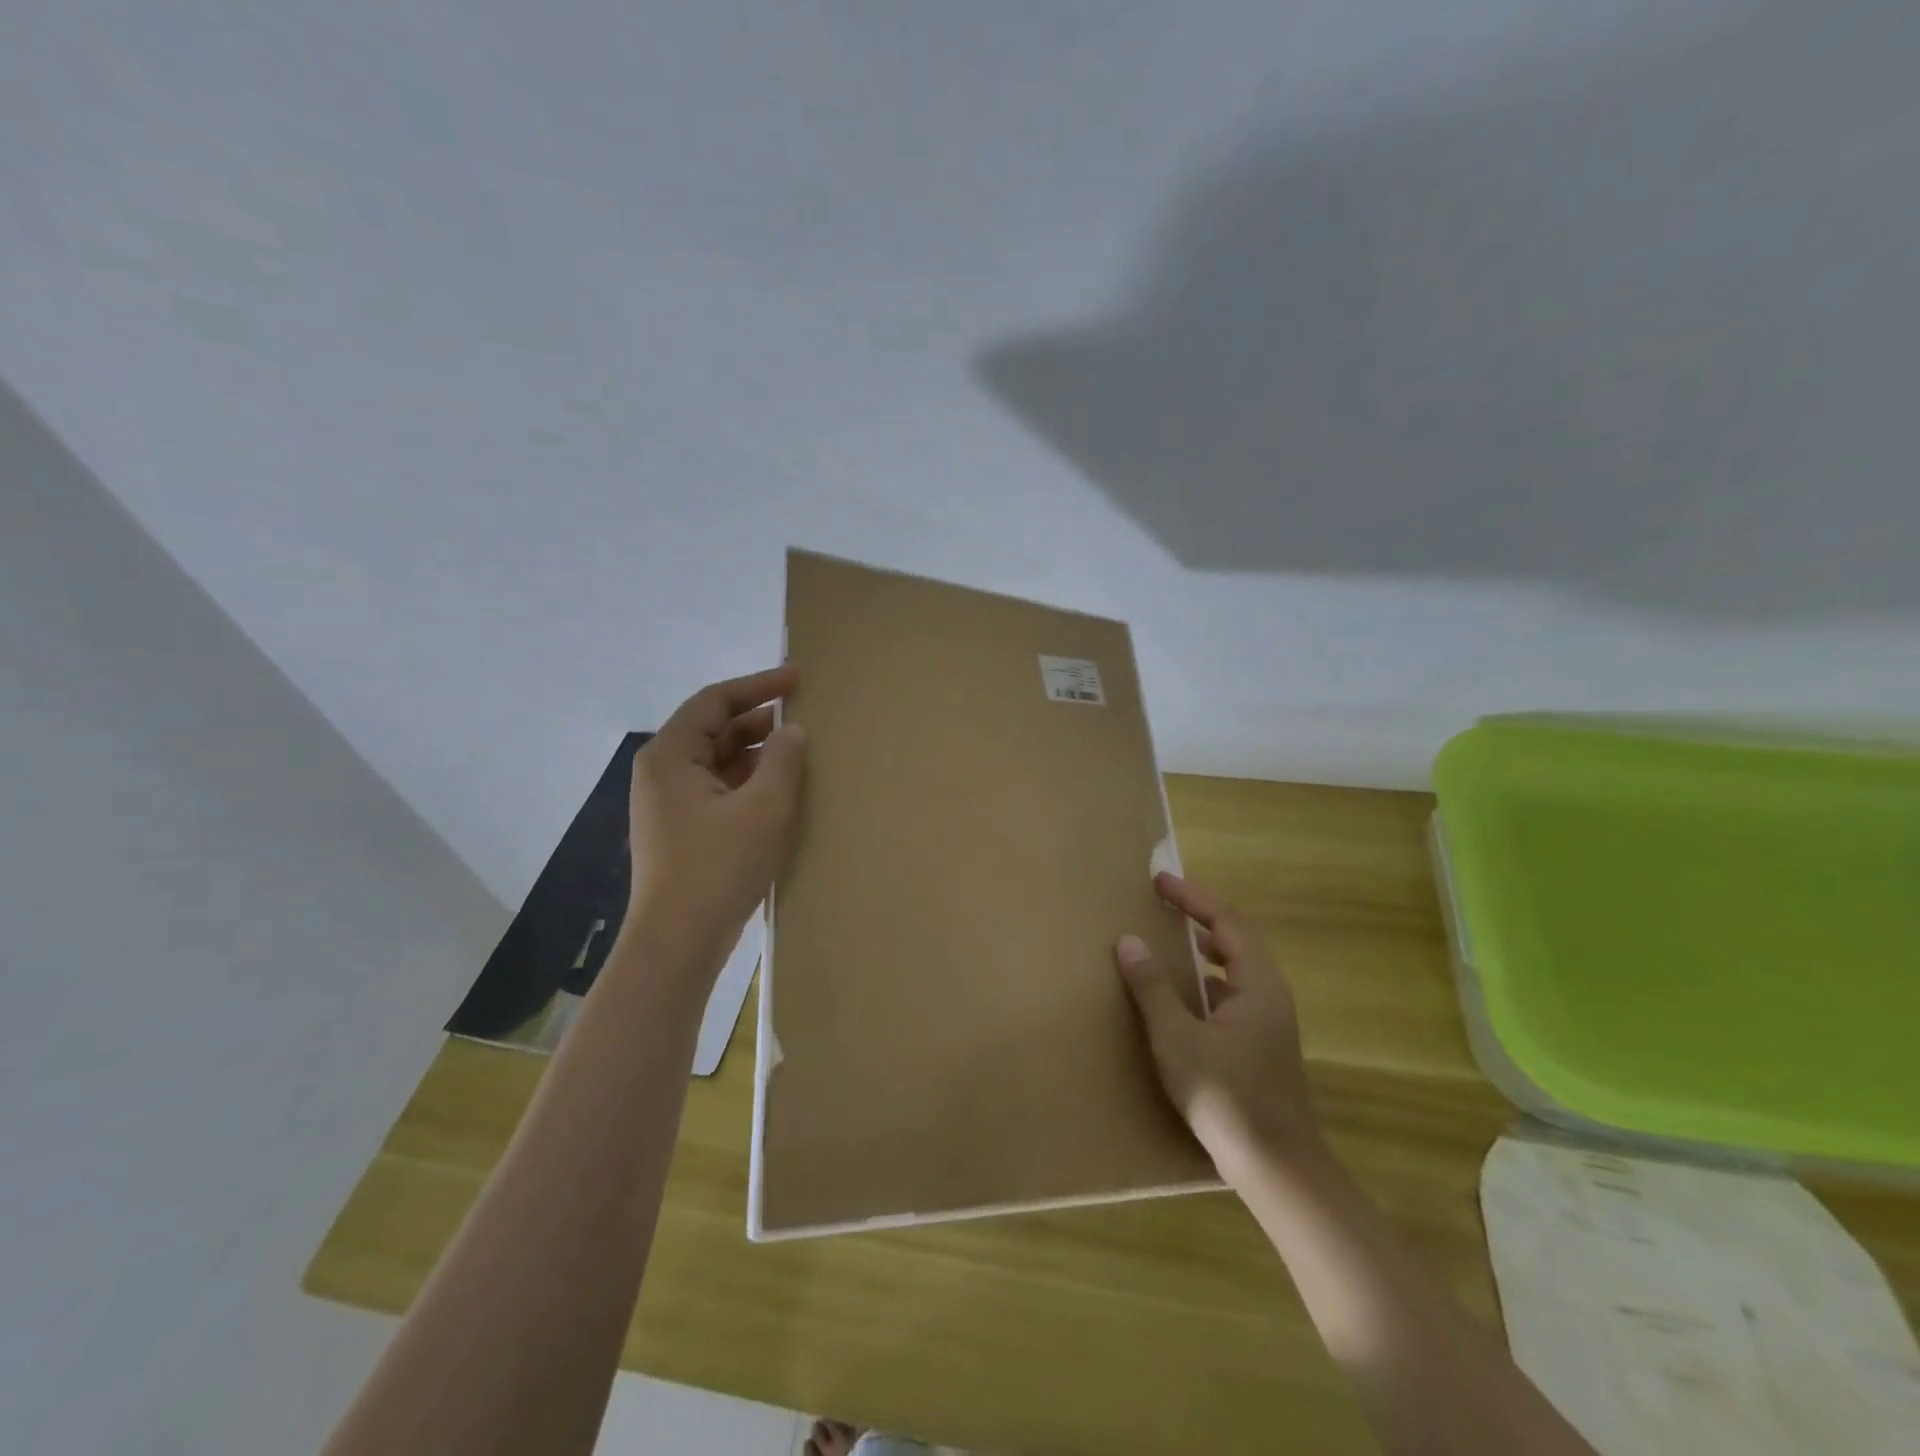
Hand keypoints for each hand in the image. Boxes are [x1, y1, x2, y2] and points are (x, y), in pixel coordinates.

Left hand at [627, 666, 806, 953]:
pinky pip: (718, 789)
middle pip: (714, 729)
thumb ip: (782, 760)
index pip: (715, 700)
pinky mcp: (680, 830)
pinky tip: (779, 792)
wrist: (677, 942)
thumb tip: (791, 731)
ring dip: (756, 753)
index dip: (759, 685)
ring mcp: (669, 804)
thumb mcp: (764, 808)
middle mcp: (663, 772)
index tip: (798, 679)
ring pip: (718, 761)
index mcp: (671, 755)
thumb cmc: (718, 866)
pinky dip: (748, 782)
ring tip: (798, 753)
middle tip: (805, 716)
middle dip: (759, 720)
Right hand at [1116, 872, 1320, 1183]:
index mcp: (1257, 984)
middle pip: (1236, 940)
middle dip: (1200, 917)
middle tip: (1163, 905)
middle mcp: (1270, 995)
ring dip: (1205, 950)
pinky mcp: (1264, 1046)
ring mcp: (1271, 1023)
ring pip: (1238, 969)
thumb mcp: (1177, 1039)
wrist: (1279, 1170)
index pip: (1225, 921)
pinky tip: (1185, 1001)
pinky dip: (1208, 983)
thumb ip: (1152, 987)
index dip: (1192, 898)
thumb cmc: (1227, 1097)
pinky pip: (1234, 995)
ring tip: (1171, 943)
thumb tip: (1128, 940)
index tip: (1159, 882)